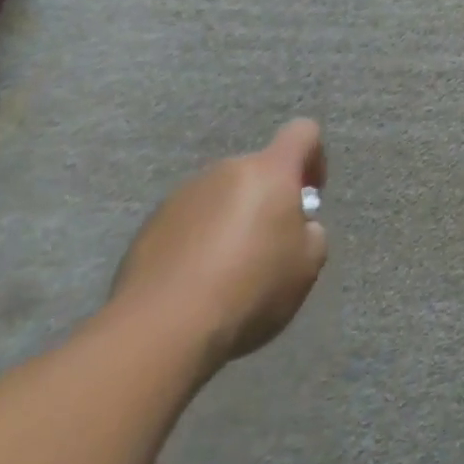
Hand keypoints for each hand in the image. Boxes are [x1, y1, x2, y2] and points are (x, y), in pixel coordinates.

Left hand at [111, 119, 327, 374]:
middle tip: (270, 245)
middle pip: (257, 170)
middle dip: (268, 198)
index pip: (302, 132)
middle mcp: (224, 171)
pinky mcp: (149, 227)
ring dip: (231, 219)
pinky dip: (198, 242)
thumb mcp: (307, 265)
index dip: (314, 157)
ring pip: (220, 196)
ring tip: (228, 271)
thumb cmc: (249, 288)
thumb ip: (311, 232)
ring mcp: (181, 196)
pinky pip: (188, 223)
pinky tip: (195, 284)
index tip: (310, 195)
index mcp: (269, 170)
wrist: (161, 331)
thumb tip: (297, 227)